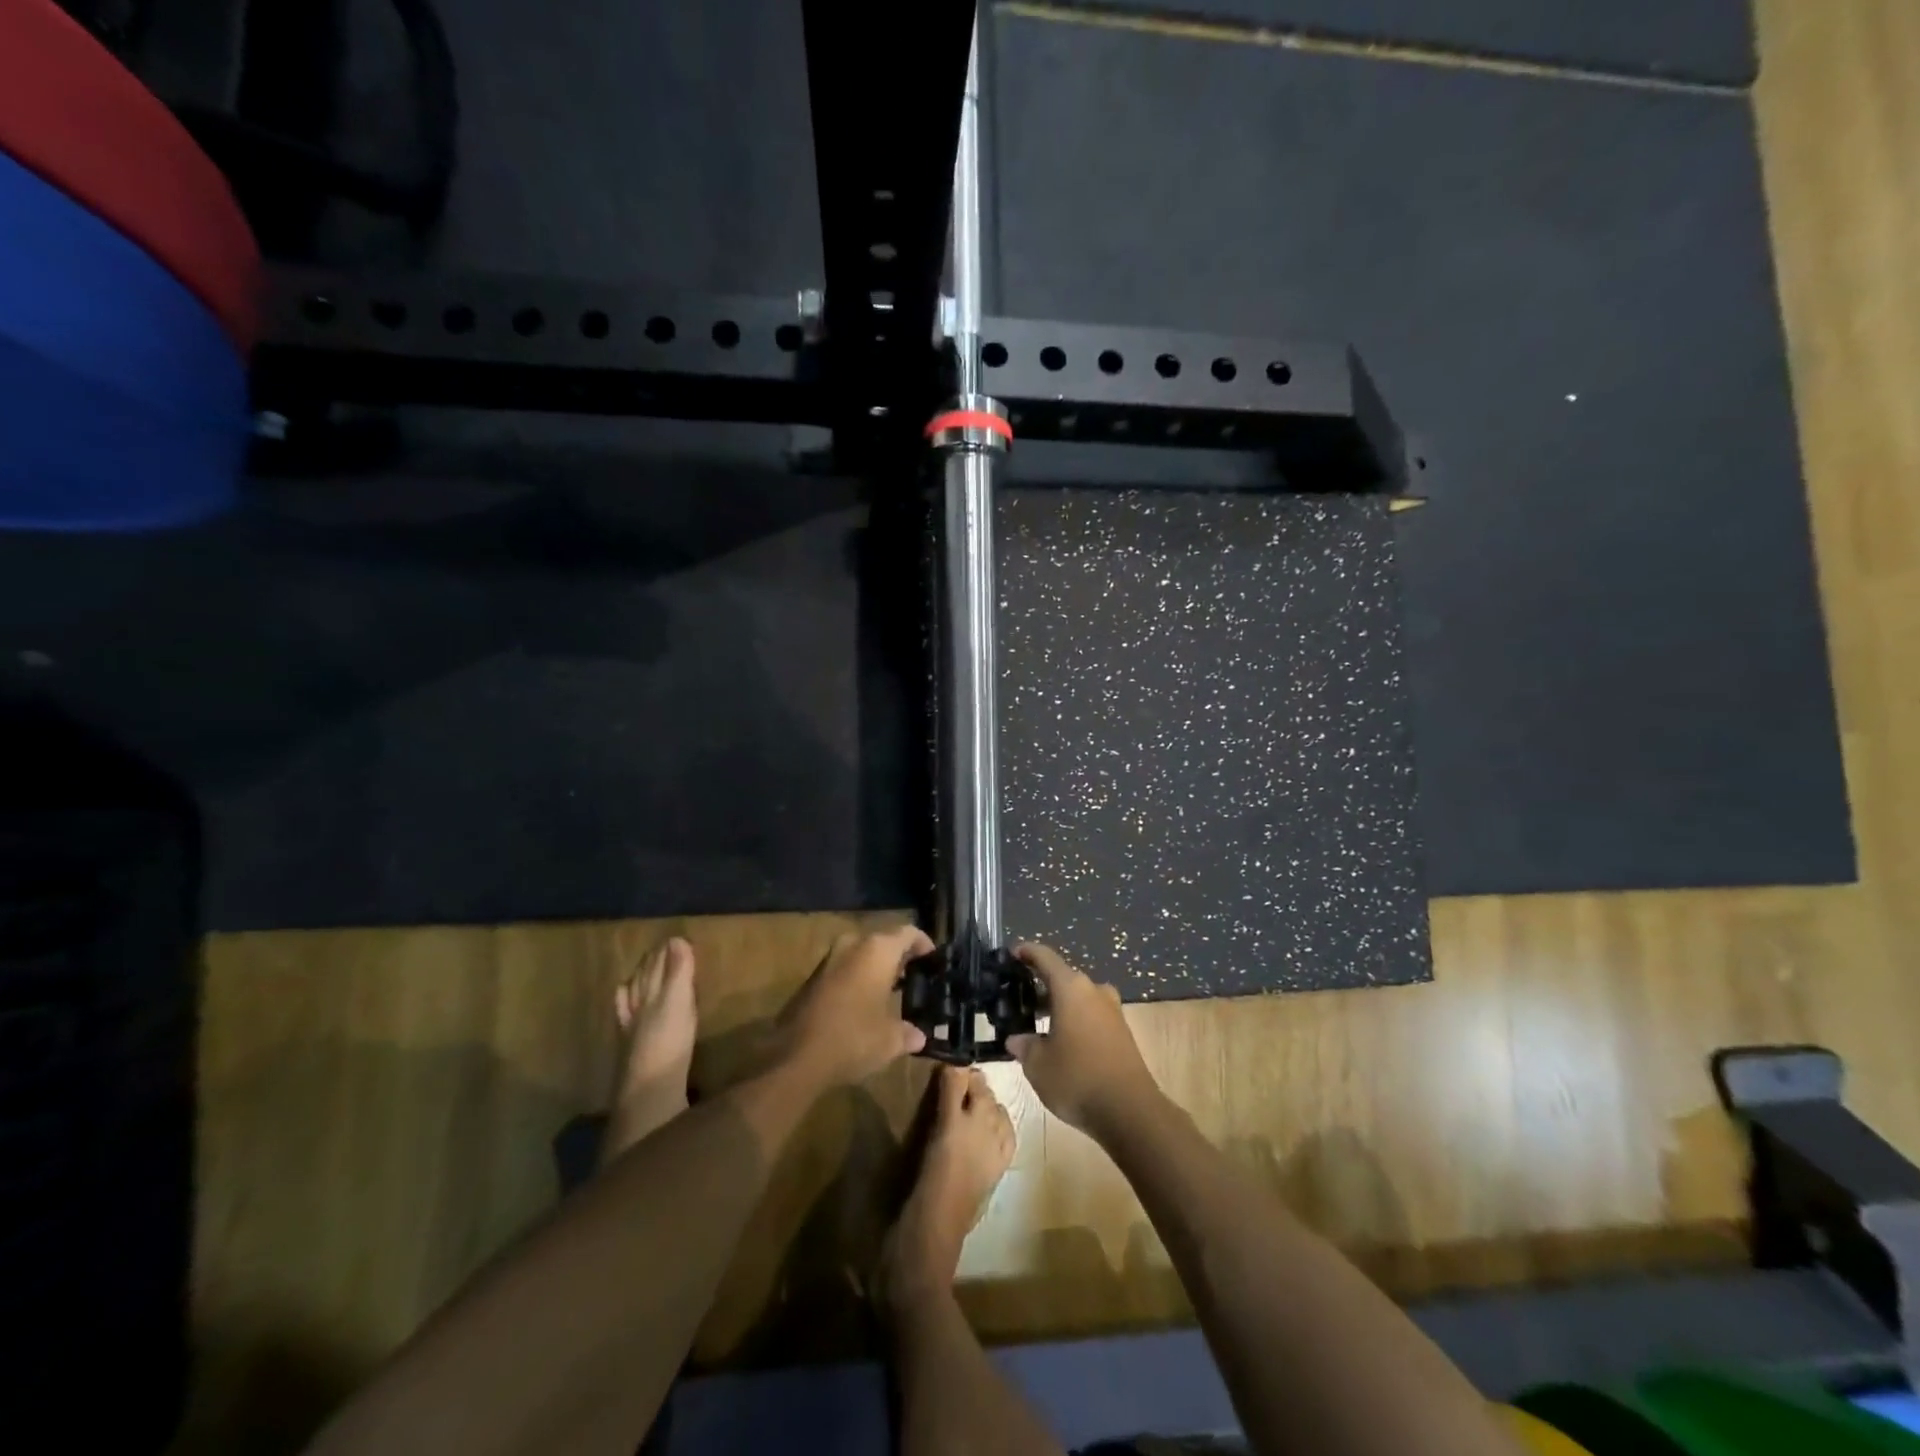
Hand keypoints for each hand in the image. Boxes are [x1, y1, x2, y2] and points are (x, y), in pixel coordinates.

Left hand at [779, 926, 931, 1086]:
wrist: (795, 1057)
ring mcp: (829, 959)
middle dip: (899, 958)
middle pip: (883, 941)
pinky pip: (844, 969)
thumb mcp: (890, 1040)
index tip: (933, 959)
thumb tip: (918, 1036)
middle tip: (915, 977)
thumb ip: (908, 1033)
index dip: (923, 944)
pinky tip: (865, 1004)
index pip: (908, 933)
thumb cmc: (853, 1038)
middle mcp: (852, 945)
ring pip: (861, 954)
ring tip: (892, 992)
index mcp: (877, 950)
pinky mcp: (812, 978)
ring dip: (876, 969)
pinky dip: (858, 979)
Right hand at [1005, 943, 1161, 1138]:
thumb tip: (1017, 1039)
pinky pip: (1091, 1015)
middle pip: (1063, 977)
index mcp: (1071, 988)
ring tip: (1036, 1023)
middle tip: (1018, 999)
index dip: (1026, 952)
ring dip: (1058, 1005)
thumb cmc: (1077, 1078)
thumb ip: (1024, 1045)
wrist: (1131, 1111)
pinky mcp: (1122, 1032)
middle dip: (1040, 985)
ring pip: (1078, 998)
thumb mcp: (1038, 1065)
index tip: (1011, 953)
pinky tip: (1061, 1042)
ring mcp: (1112, 1010)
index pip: (1044, 957)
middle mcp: (1094, 991)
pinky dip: (1074, 1020)